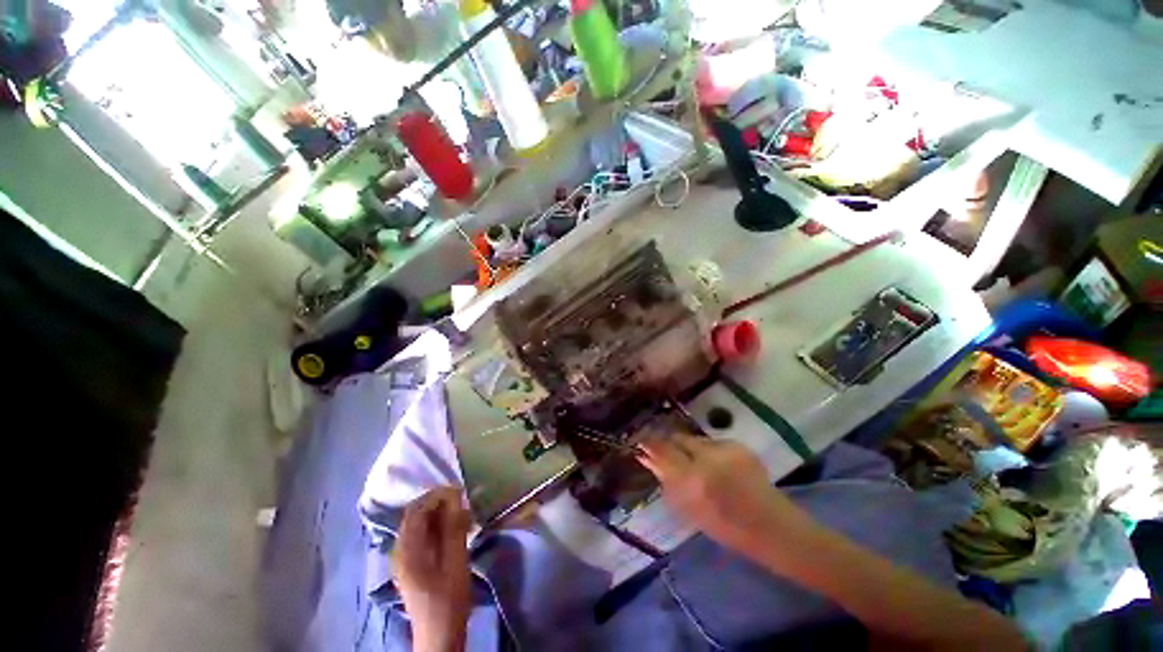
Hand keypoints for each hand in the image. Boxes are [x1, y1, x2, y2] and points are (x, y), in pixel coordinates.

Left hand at [394, 487, 472, 651]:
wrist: (438, 634)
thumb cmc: (448, 598)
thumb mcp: (455, 561)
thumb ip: (453, 527)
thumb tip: (455, 496)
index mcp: (406, 549)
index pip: (416, 509)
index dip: (437, 495)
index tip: (459, 492)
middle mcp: (400, 549)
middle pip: (415, 515)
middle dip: (438, 503)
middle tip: (461, 501)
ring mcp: (404, 558)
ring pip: (419, 524)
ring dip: (438, 514)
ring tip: (460, 513)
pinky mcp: (411, 564)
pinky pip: (422, 535)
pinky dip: (436, 526)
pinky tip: (452, 529)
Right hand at [637, 434, 809, 555]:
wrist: (771, 527)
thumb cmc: (727, 528)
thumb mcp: (690, 510)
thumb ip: (668, 481)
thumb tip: (649, 459)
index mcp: (692, 480)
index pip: (662, 450)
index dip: (650, 443)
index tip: (641, 439)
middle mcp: (706, 459)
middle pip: (678, 439)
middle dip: (670, 442)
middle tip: (665, 447)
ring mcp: (724, 449)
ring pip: (695, 440)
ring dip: (690, 447)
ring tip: (696, 462)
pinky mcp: (737, 445)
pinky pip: (712, 443)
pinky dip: (708, 451)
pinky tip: (716, 465)